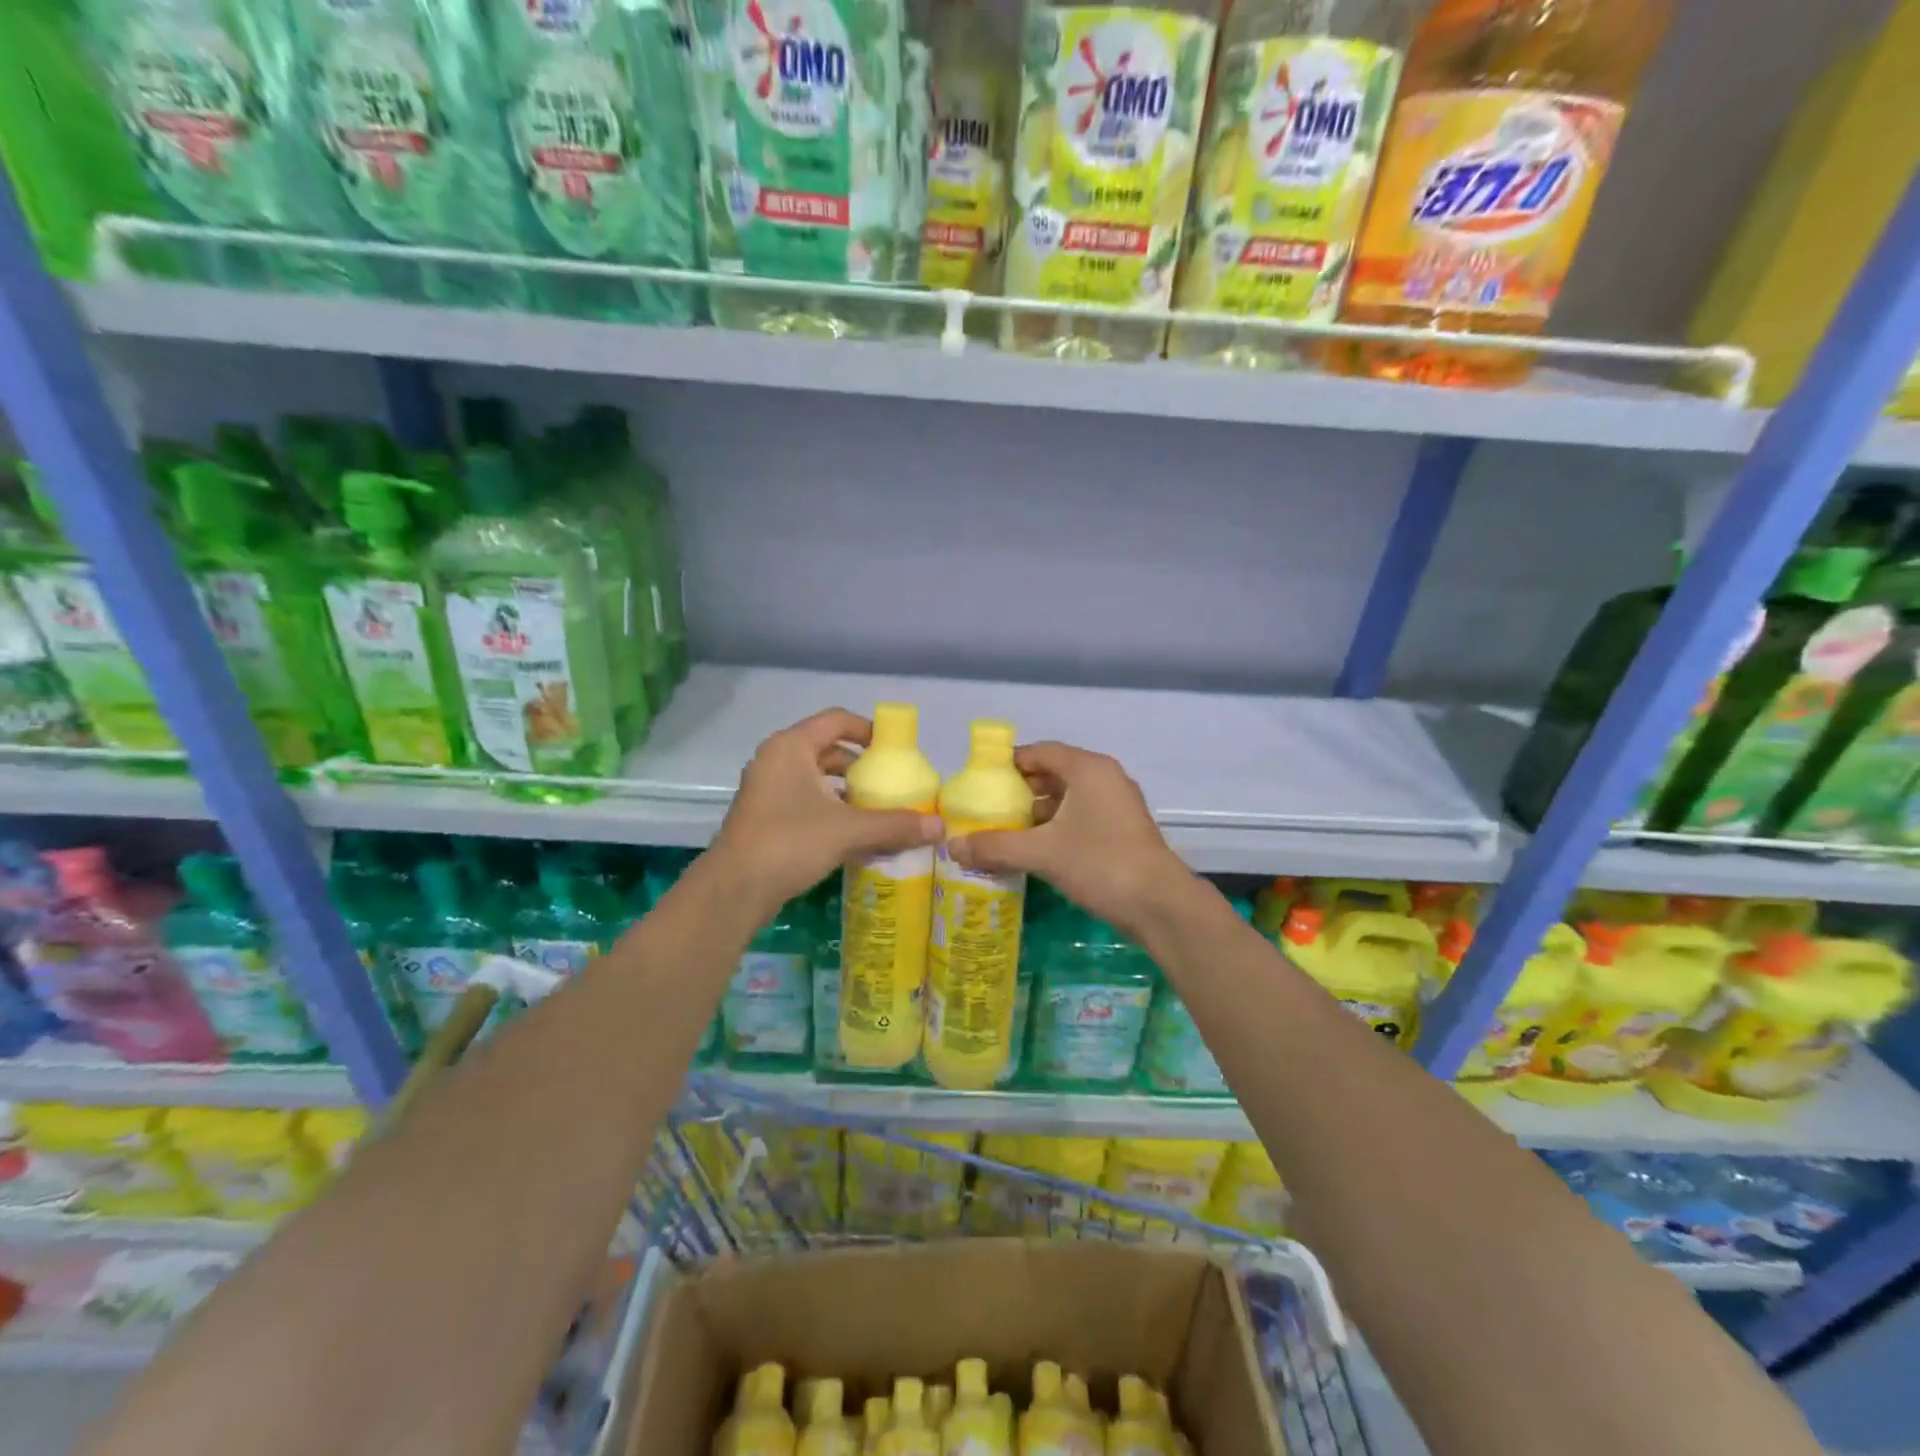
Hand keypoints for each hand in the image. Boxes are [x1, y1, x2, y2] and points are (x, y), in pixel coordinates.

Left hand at [709, 708, 942, 910]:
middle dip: (859, 765)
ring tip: (874, 809)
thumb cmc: (790, 843)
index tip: (894, 751)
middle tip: (888, 784)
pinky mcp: (763, 815)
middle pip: (826, 749)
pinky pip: (803, 799)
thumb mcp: (849, 831)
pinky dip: (828, 807)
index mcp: (791, 747)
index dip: (868, 730)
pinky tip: (850, 833)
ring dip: (844, 790)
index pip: (836, 720)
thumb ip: (895, 825)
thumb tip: (940, 828)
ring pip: (814, 777)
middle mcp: (775, 759)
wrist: (735, 889)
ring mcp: (765, 788)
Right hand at [945, 741, 1193, 940]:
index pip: (1040, 752)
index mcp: (1088, 769)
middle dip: (1020, 790)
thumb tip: (953, 847)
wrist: (1160, 905)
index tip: (979, 782)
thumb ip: (996, 846)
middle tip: (987, 808)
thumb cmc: (1101, 864)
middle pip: (1053, 772)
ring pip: (1068, 797)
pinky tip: (1034, 848)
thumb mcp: (1042, 854)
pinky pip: (1080, 815)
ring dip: (1037, 811)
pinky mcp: (1121, 829)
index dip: (1008, 764)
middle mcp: (1104, 777)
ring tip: (1004, 830)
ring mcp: (1117, 804)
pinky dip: (1056, 825)